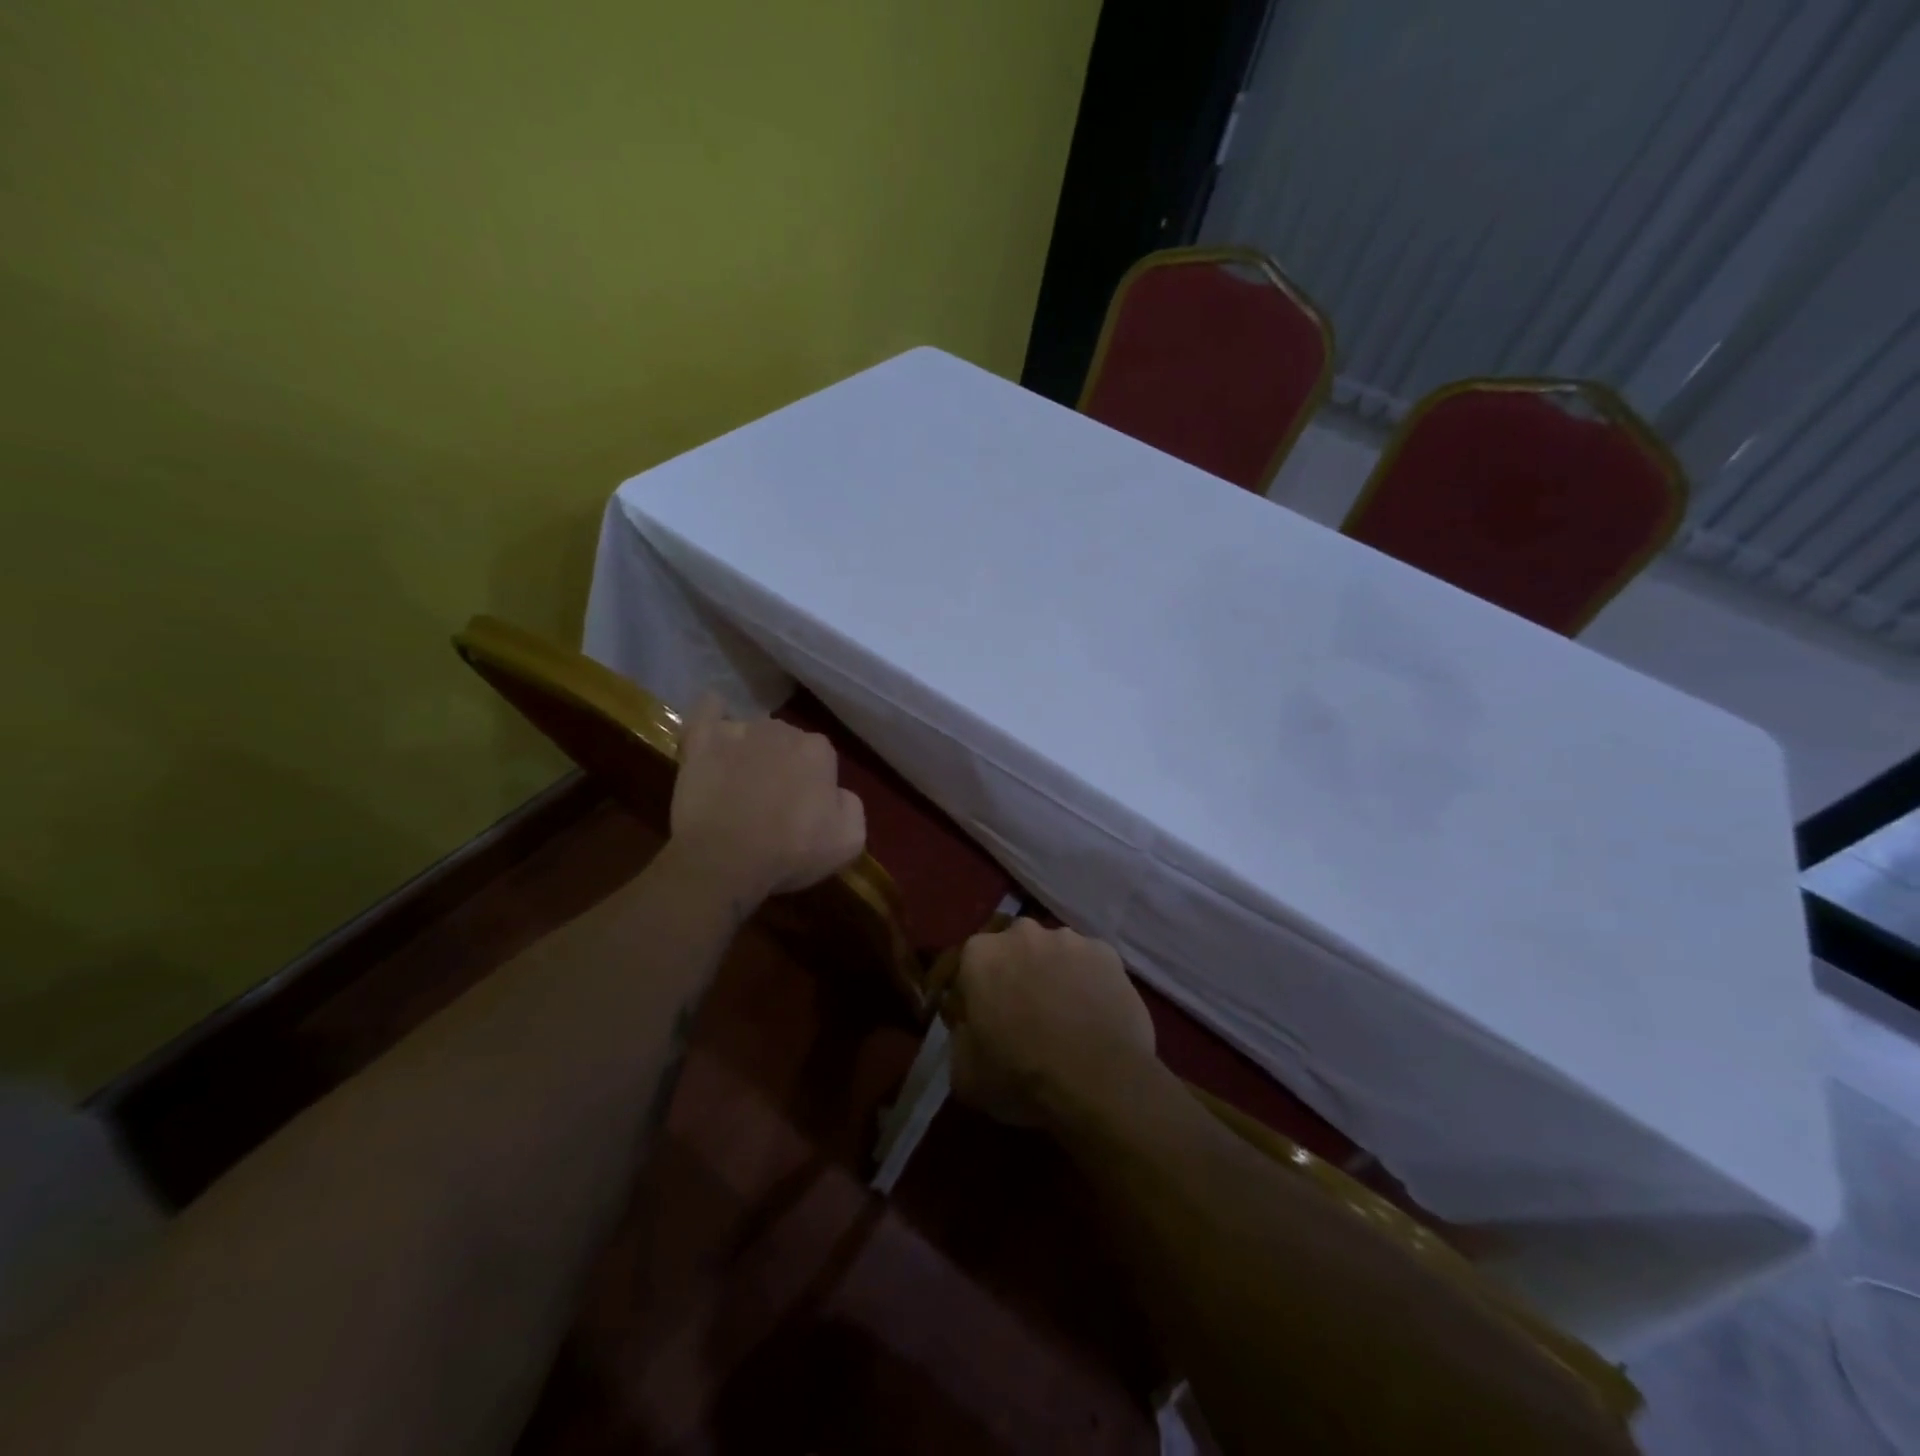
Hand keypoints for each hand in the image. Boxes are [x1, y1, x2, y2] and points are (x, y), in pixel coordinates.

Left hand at [668, 693, 865, 903]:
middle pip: (786, 742)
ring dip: (750, 750)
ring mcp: (740, 730)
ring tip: (738, 781)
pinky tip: (714, 730)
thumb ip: (851, 806)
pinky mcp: (702, 739)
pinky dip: (714, 715)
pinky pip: (710, 710)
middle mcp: (783, 729)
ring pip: (751, 731)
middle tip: (770, 799)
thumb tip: (837, 793)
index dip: (812, 785)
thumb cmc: (792, 850)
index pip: (821, 759)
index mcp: (819, 750)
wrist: (727, 858)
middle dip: (782, 764)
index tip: (803, 810)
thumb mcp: (849, 840)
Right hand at [949, 919, 1155, 1128]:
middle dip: (1013, 974)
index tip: (981, 1022)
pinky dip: (1086, 981)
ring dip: (1051, 975)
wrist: (1104, 1083)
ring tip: (1064, 1017)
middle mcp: (1022, 933)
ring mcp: (1068, 939)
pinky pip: (1087, 964)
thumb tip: (969, 1026)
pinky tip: (1093, 1014)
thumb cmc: (1023, 1078)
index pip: (967, 967)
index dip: (973, 995)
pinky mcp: (1106, 952)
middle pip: (1011, 950)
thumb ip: (959, 1037)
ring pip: (1051, 953)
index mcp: (980, 955)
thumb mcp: (965, 1074)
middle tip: (1023, 1016)